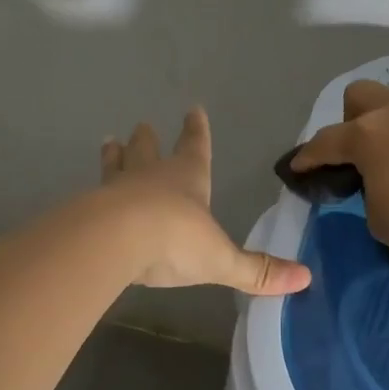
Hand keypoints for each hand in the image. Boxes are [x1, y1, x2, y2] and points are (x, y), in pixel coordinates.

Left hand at [100, 108, 310, 294]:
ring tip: (108, 142)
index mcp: (187, 179)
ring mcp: (116, 190)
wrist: (116, 240)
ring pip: (116, 166)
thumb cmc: (175, 240)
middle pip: (148, 150)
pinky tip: (84, 196)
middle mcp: (150, 177)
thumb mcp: (222, 260)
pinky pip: (91, 196)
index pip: (195, 148)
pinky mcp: (90, 209)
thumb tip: (305, 279)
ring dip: (114, 156)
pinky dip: (91, 193)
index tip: (193, 110)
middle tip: (141, 126)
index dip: (196, 131)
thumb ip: (258, 272)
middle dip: (147, 139)